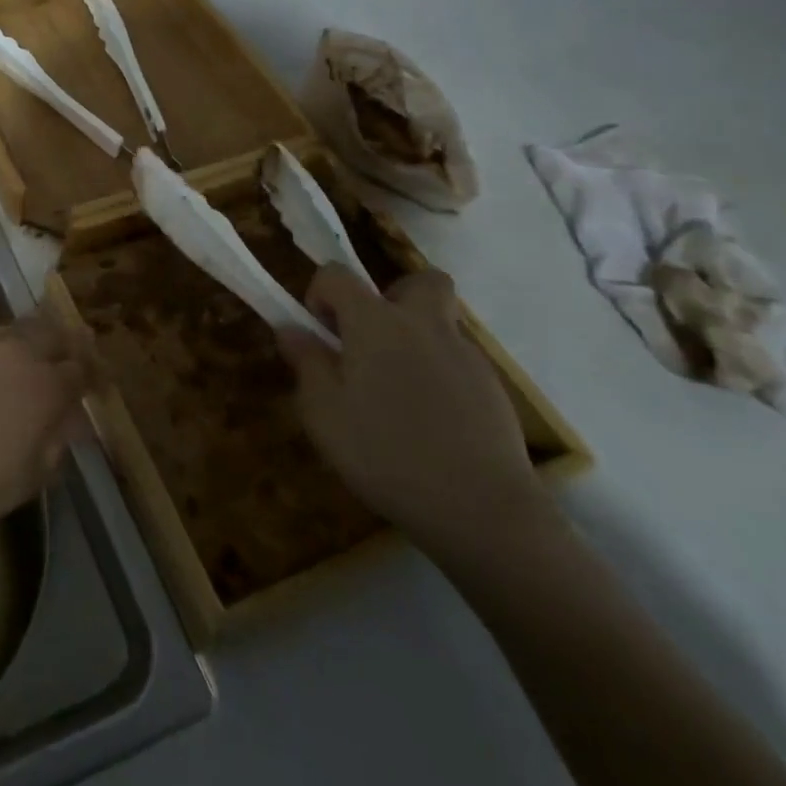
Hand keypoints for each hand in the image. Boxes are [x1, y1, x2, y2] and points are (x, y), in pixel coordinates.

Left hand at [0, 304, 89, 528]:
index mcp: (48, 388)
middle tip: (68, 352)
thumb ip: (57, 444)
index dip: (92, 374)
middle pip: (53, 334)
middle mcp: (21, 354)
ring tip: (35, 336)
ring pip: (17, 324)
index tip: (95, 380)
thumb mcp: (32, 476)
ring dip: (31, 330)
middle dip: (66, 342)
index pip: (81, 370)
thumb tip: (73, 423)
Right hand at [283, 265, 551, 561]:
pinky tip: (428, 423)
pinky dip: (439, 376)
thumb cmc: (386, 454)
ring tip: (396, 393)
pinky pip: (457, 362)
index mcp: (375, 322)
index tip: (320, 334)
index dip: (320, 294)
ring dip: (415, 340)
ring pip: (439, 324)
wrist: (482, 510)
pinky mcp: (493, 390)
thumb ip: (307, 364)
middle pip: (418, 280)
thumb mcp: (324, 413)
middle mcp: (423, 324)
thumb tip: (292, 330)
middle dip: (392, 297)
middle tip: (372, 340)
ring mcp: (466, 355)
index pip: (337, 274)